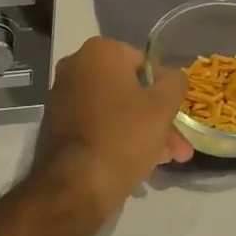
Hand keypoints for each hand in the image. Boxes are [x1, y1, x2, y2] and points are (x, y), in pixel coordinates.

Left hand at [35, 38, 193, 218]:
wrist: (77, 183)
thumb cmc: (124, 135)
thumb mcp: (162, 107)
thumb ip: (174, 83)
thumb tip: (174, 75)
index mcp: (99, 52)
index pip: (144, 63)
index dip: (164, 90)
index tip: (177, 115)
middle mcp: (75, 66)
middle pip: (129, 90)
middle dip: (157, 118)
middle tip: (178, 147)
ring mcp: (62, 95)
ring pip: (114, 109)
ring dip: (142, 130)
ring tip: (165, 160)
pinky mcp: (57, 123)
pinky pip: (96, 123)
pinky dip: (116, 136)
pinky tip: (138, 162)